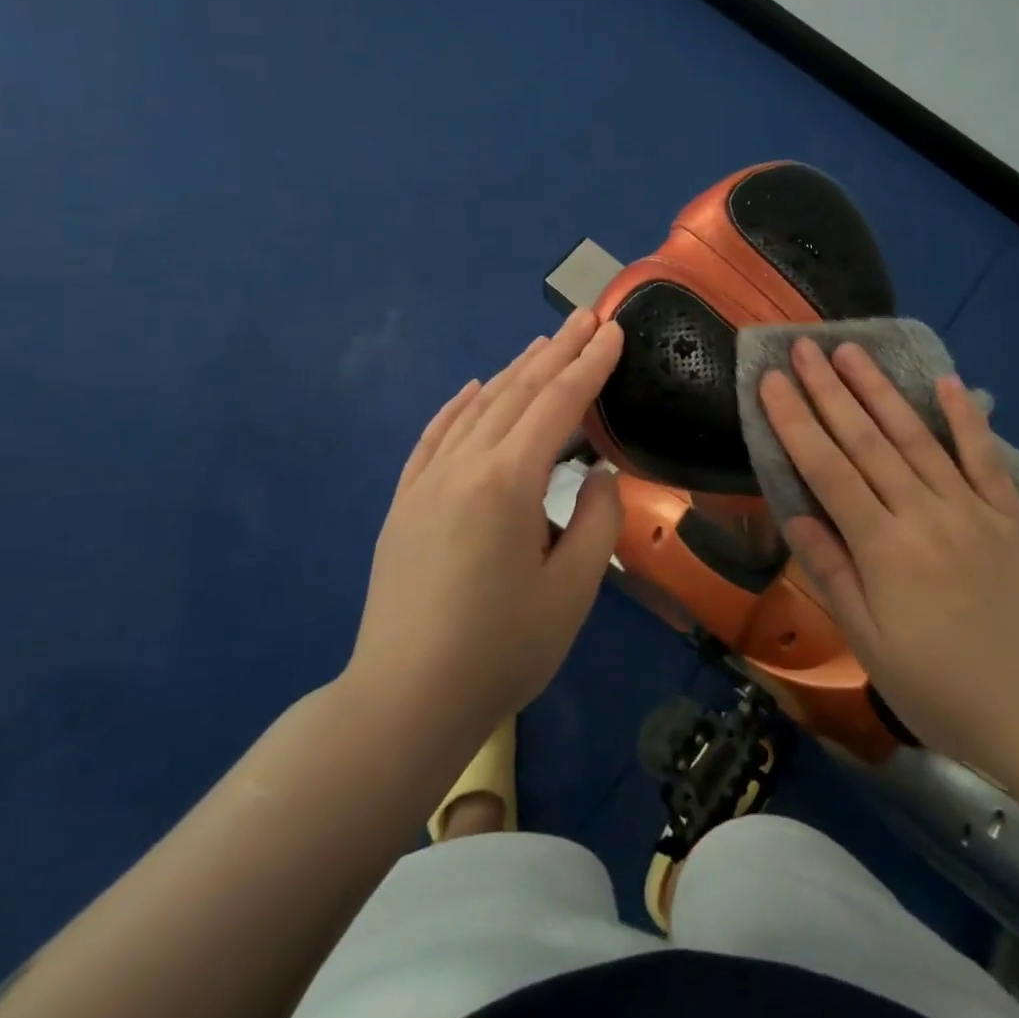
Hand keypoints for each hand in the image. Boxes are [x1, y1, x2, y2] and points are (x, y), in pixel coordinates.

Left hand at [348, 310, 625, 744]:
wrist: (404, 700)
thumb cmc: (501, 649)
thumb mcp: (572, 590)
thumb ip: (596, 520)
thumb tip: (595, 474)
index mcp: (508, 481)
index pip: (558, 404)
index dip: (591, 365)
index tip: (614, 331)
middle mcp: (463, 465)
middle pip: (517, 392)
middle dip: (558, 351)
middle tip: (587, 317)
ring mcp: (426, 481)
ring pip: (476, 407)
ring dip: (513, 371)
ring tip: (543, 343)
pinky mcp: (405, 502)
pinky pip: (434, 436)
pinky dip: (458, 405)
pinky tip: (472, 389)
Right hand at [760, 338, 1018, 779]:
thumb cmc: (943, 690)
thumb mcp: (870, 645)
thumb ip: (831, 573)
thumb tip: (794, 516)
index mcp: (883, 547)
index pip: (826, 469)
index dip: (794, 421)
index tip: (770, 382)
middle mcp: (924, 513)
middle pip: (866, 439)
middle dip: (828, 389)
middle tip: (804, 346)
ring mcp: (972, 508)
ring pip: (916, 436)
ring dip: (879, 389)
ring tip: (851, 350)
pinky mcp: (1012, 515)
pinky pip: (984, 457)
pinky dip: (965, 417)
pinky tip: (946, 382)